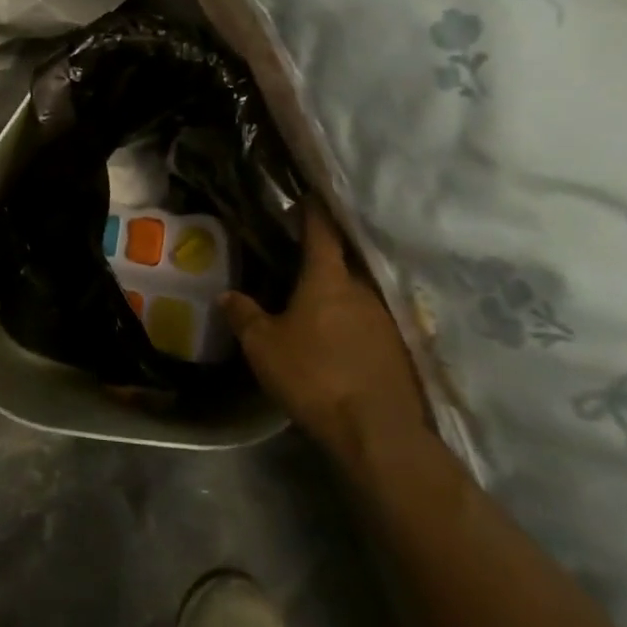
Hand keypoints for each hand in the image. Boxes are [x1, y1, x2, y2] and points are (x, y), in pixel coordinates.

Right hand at [221, 202, 429, 463]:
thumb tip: (226, 295)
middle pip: (345, 261)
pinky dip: (356, 321)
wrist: (377, 431)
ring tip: (320, 300)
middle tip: (303, 254)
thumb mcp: (263, 346)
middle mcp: (363, 290)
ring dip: (342, 292)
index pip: (321, 232)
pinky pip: (372, 322)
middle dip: (327, 255)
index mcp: (328, 279)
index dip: (312, 211)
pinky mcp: (400, 350)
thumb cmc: (314, 375)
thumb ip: (244, 315)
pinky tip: (342, 337)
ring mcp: (387, 319)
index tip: (306, 195)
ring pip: (360, 293)